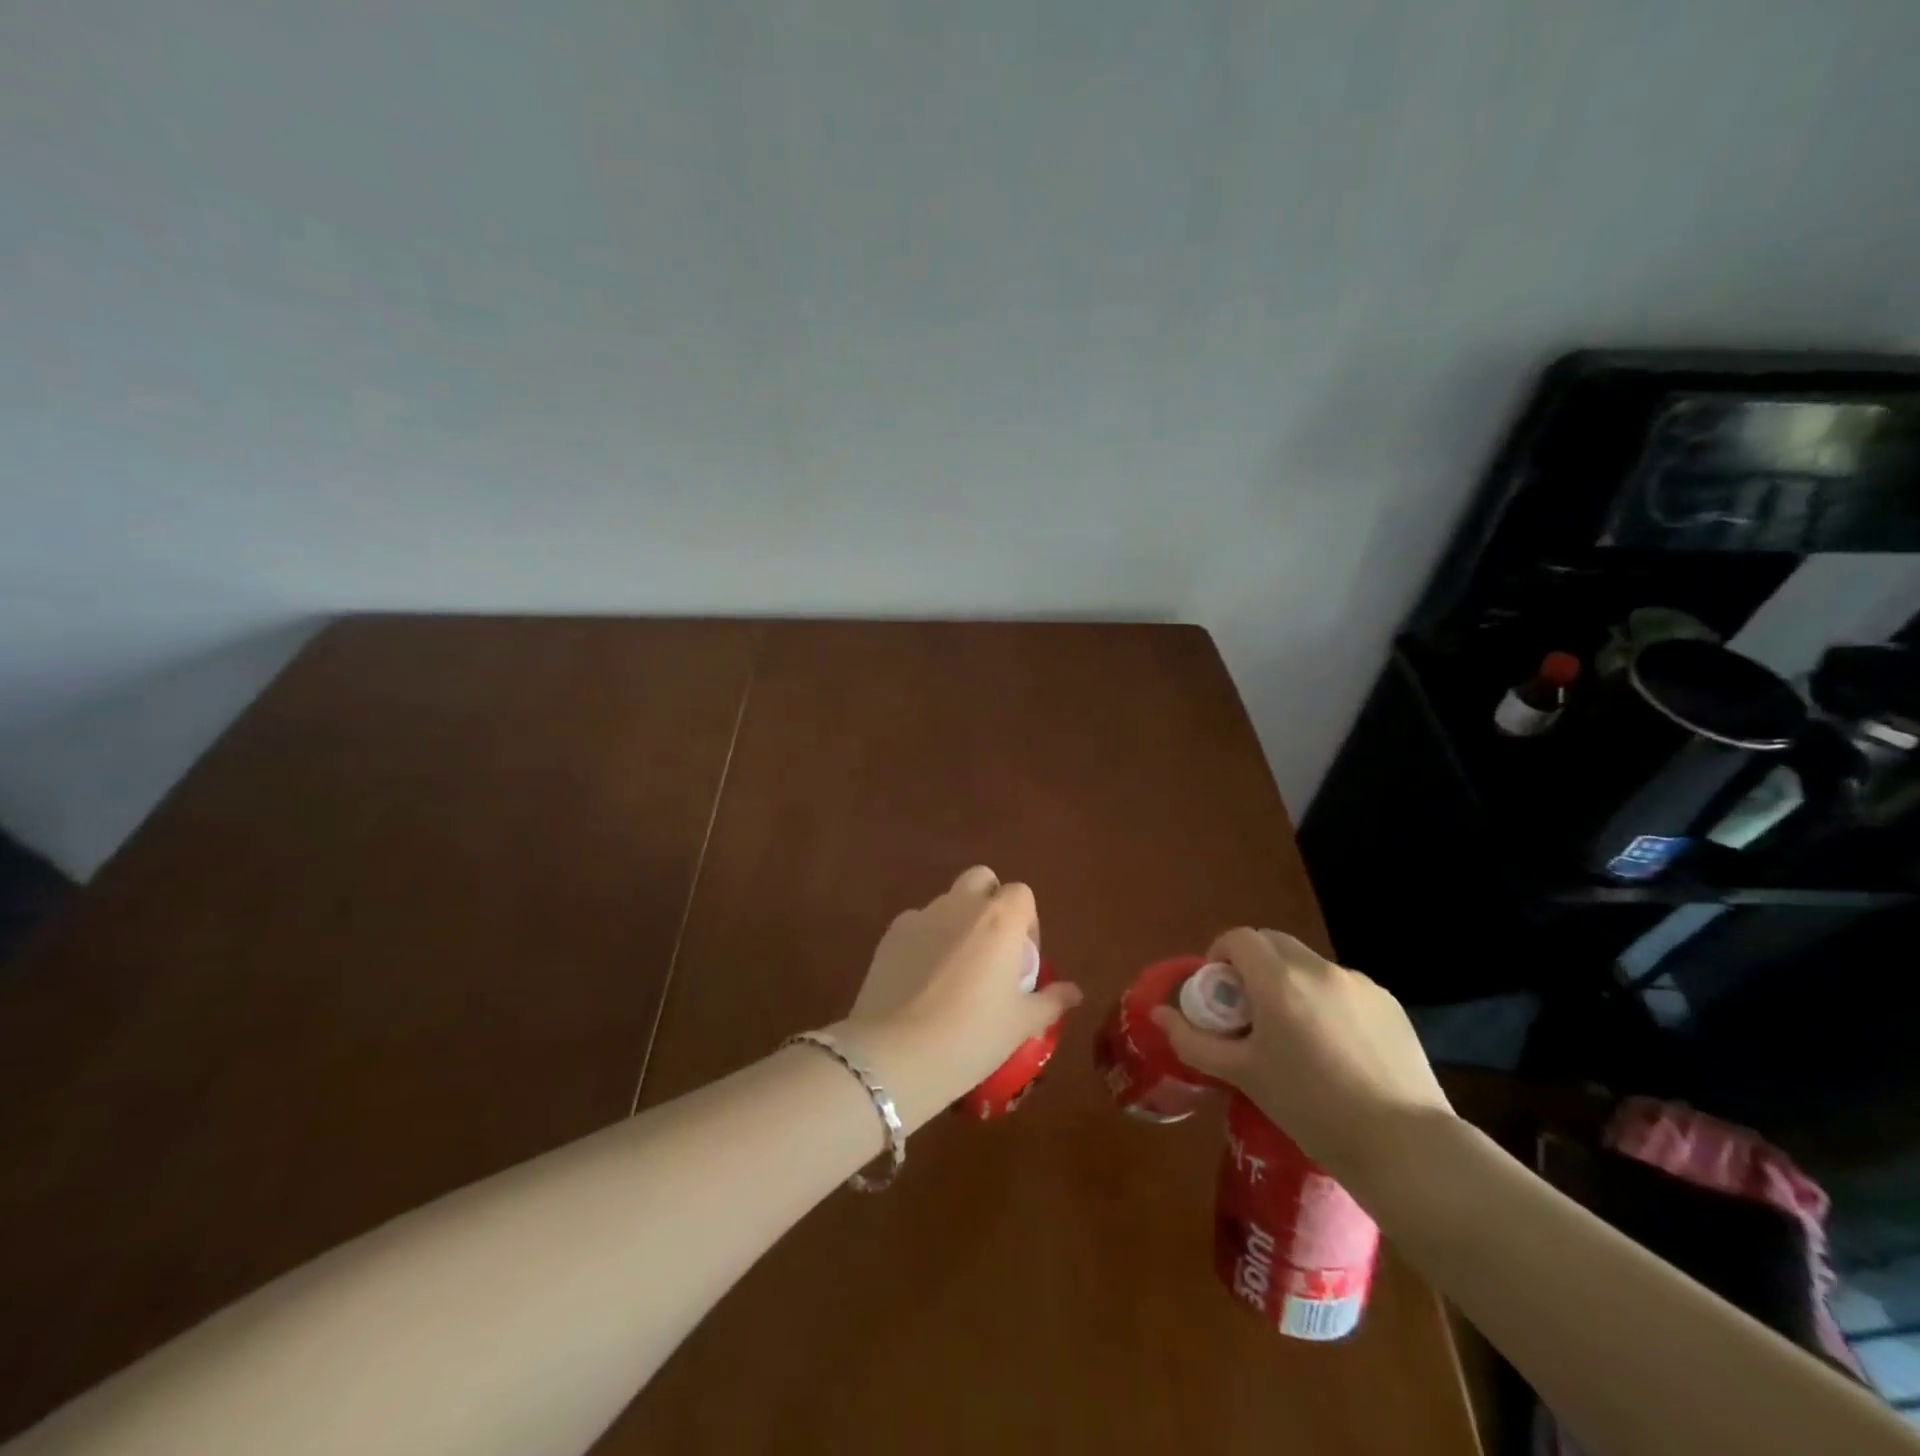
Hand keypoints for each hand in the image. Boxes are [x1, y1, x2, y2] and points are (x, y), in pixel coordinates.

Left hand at [831, 867, 1081, 1131]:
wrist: (897, 1054)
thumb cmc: (972, 1036)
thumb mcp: (1021, 1025)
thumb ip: (1051, 1001)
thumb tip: (1074, 992)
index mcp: (1000, 919)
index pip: (1021, 894)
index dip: (1026, 922)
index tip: (1022, 959)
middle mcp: (961, 905)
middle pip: (981, 880)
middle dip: (989, 903)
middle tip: (991, 950)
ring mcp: (921, 916)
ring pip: (946, 902)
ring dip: (956, 922)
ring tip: (953, 971)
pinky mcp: (890, 934)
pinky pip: (916, 924)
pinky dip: (924, 940)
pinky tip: (920, 980)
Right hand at [1149, 928, 1451, 1180]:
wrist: (1405, 1147)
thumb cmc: (1311, 1109)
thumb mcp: (1244, 1075)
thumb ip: (1194, 1041)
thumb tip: (1159, 1014)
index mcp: (1280, 980)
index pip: (1239, 938)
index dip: (1220, 955)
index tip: (1219, 994)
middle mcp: (1319, 969)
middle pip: (1273, 943)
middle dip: (1253, 965)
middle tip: (1249, 1012)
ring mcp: (1360, 984)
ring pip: (1309, 966)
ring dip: (1290, 983)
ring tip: (1296, 1037)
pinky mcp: (1390, 1005)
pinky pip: (1343, 988)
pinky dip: (1326, 1002)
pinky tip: (1337, 1050)